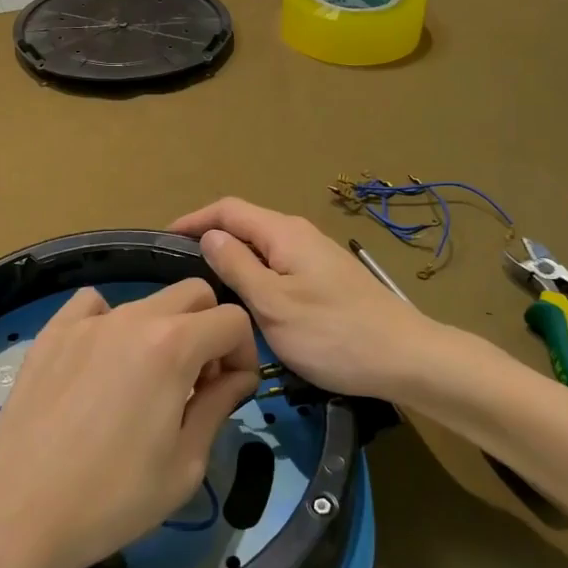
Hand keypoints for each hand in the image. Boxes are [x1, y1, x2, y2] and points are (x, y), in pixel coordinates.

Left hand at [0, 280, 259, 567]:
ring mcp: (88, 321)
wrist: (15, 510)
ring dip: (164, 331)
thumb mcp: (184, 465)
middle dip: (210, 330)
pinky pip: (93, 305)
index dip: (243, 354)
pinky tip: (100, 363)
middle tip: (197, 383)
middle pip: (194, 294)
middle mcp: (133, 318)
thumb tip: (237, 377)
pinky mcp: (54, 332)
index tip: (232, 392)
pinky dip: (111, 323)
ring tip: (145, 383)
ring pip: (146, 302)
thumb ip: (218, 407)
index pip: (232, 320)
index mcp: (173, 345)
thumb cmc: (111, 498)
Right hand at [171, 198, 443, 400]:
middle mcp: (299, 234)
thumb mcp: (273, 304)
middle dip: (210, 239)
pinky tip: (245, 302)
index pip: (228, 209)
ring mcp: (315, 256)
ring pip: (262, 247)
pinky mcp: (325, 278)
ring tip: (204, 288)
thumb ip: (237, 266)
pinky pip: (278, 265)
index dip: (193, 220)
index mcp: (283, 233)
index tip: (163, 241)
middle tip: (178, 272)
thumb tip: (209, 236)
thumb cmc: (333, 334)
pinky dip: (253, 275)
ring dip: (232, 260)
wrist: (405, 358)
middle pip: (245, 225)